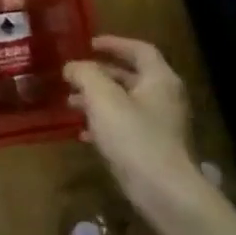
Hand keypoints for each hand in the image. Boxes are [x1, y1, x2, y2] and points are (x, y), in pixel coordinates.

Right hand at [64, 36, 195, 205]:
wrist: (163, 191)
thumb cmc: (134, 137)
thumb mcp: (103, 99)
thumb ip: (86, 75)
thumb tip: (73, 66)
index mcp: (159, 79)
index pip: (139, 49)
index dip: (114, 43)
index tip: (89, 44)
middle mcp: (165, 98)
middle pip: (131, 76)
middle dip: (100, 74)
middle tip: (73, 76)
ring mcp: (161, 125)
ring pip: (126, 103)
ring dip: (98, 100)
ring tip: (71, 104)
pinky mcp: (154, 148)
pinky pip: (126, 127)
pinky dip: (105, 124)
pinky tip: (83, 134)